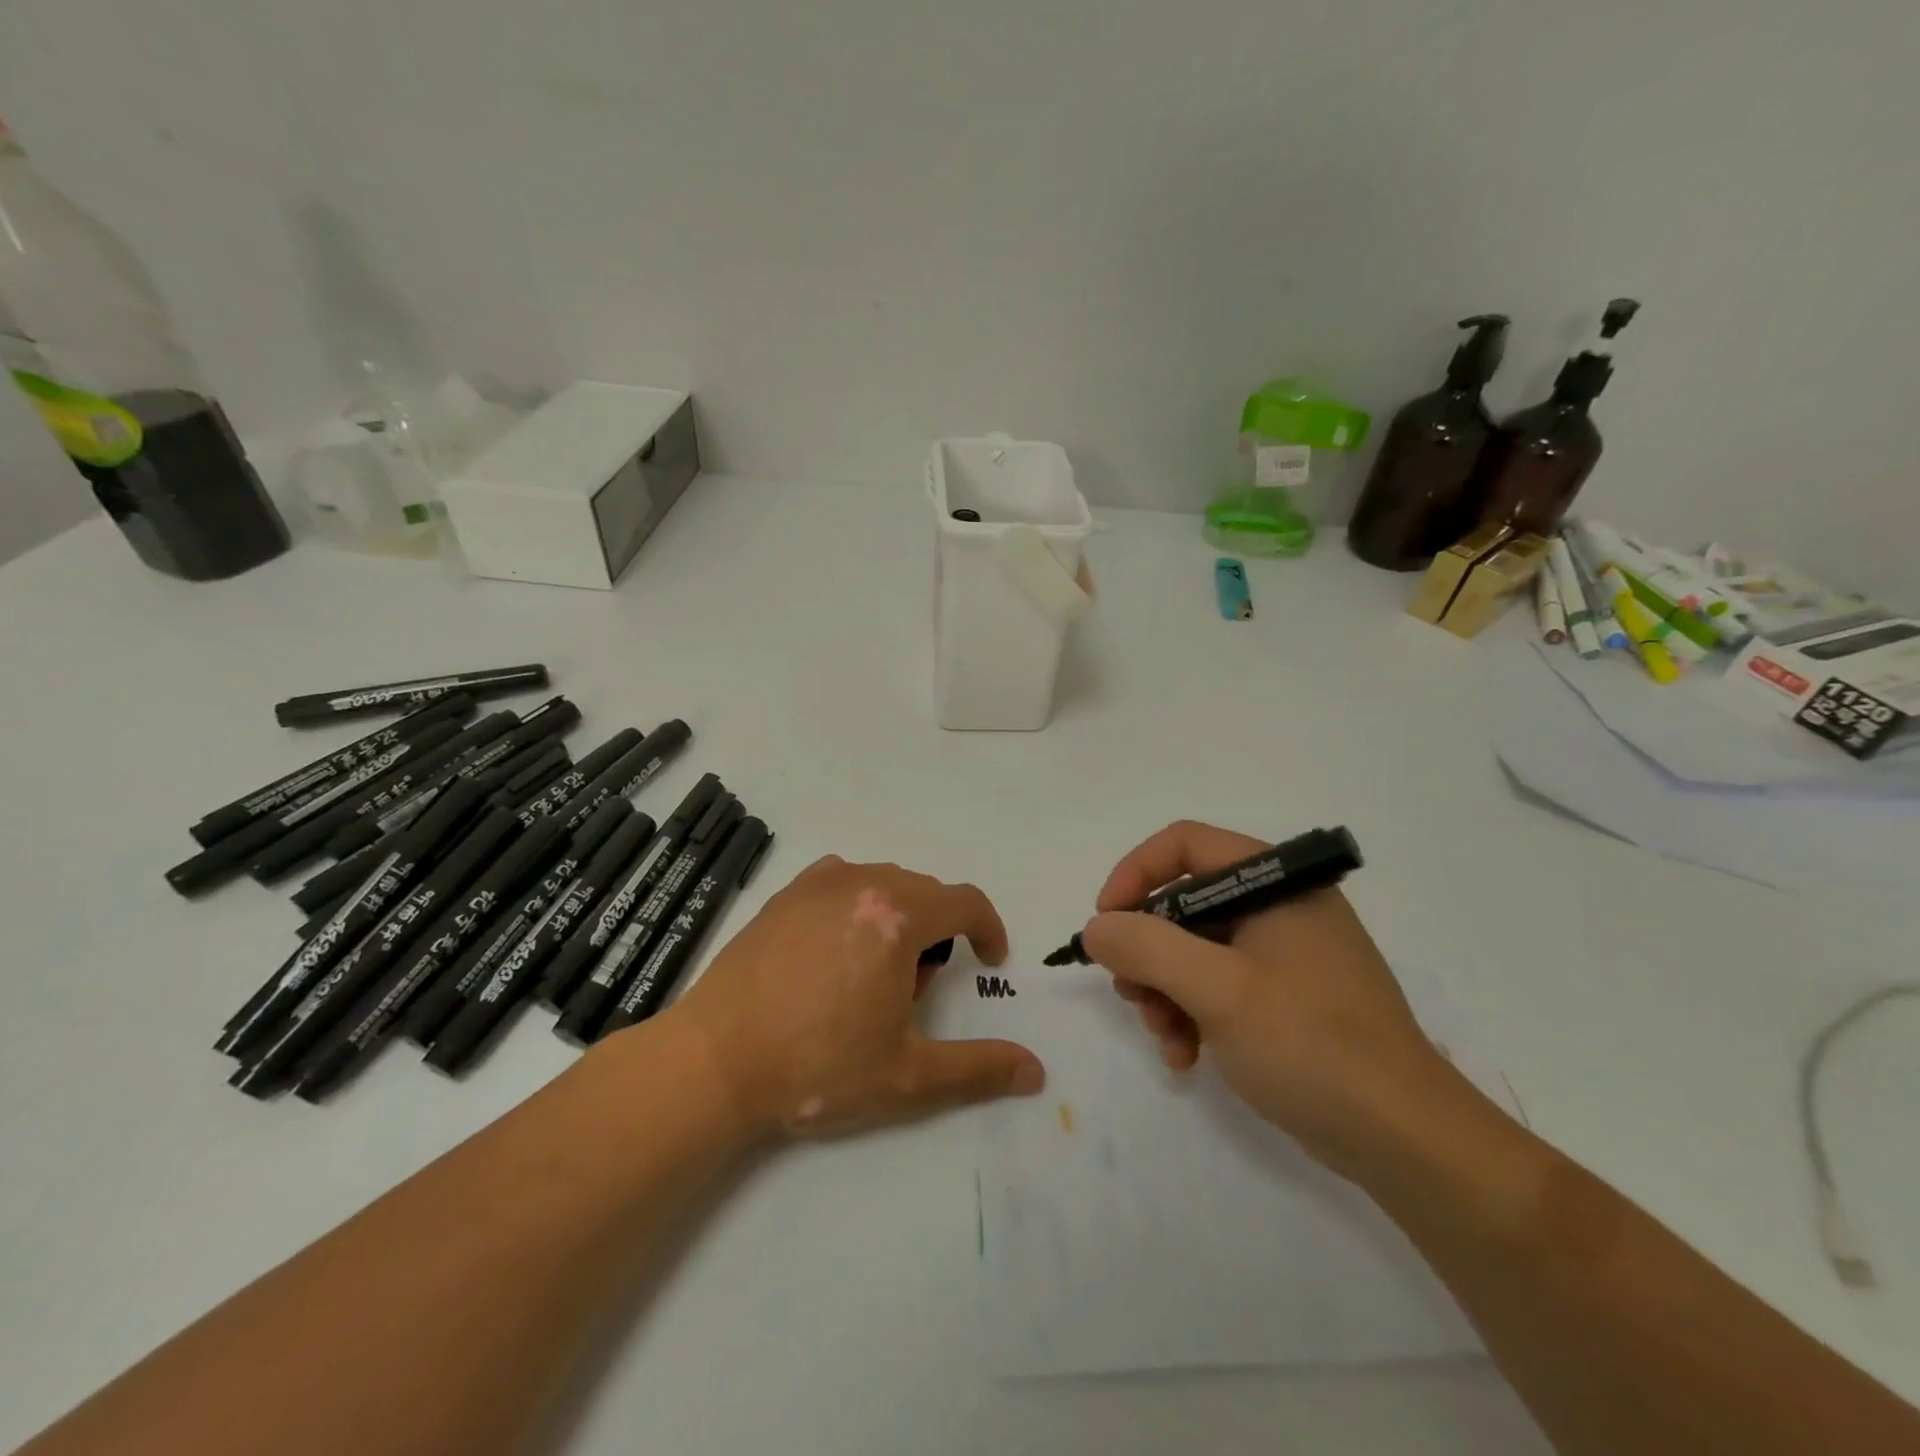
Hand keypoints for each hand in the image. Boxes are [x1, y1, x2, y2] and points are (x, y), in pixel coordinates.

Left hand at [668, 856, 1044, 1138]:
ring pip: (885, 885)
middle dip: (938, 935)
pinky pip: (844, 882)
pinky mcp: (786, 893)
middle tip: (914, 993)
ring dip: (899, 919)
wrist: (714, 1061)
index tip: (988, 962)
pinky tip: (837, 950)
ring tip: (872, 976)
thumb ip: (978, 1069)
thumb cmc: (817, 1066)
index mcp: (898, 916)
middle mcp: (862, 882)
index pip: (966, 902)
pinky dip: (859, 906)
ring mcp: (818, 883)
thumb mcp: (907, 1076)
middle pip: (925, 893)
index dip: (989, 930)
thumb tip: (1036, 1071)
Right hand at [1080, 821, 1450, 1177]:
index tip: (1105, 923)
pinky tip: (1185, 1057)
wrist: (1405, 1139)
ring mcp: (1283, 953)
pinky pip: (1217, 986)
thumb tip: (1097, 928)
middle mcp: (1278, 906)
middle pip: (1183, 902)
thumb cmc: (1311, 1045)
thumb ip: (1147, 947)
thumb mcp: (1218, 990)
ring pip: (1193, 949)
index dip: (1134, 875)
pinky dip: (1191, 1014)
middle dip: (1147, 951)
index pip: (1184, 845)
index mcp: (1274, 882)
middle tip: (1131, 994)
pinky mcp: (1284, 996)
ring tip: (1163, 1037)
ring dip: (1164, 991)